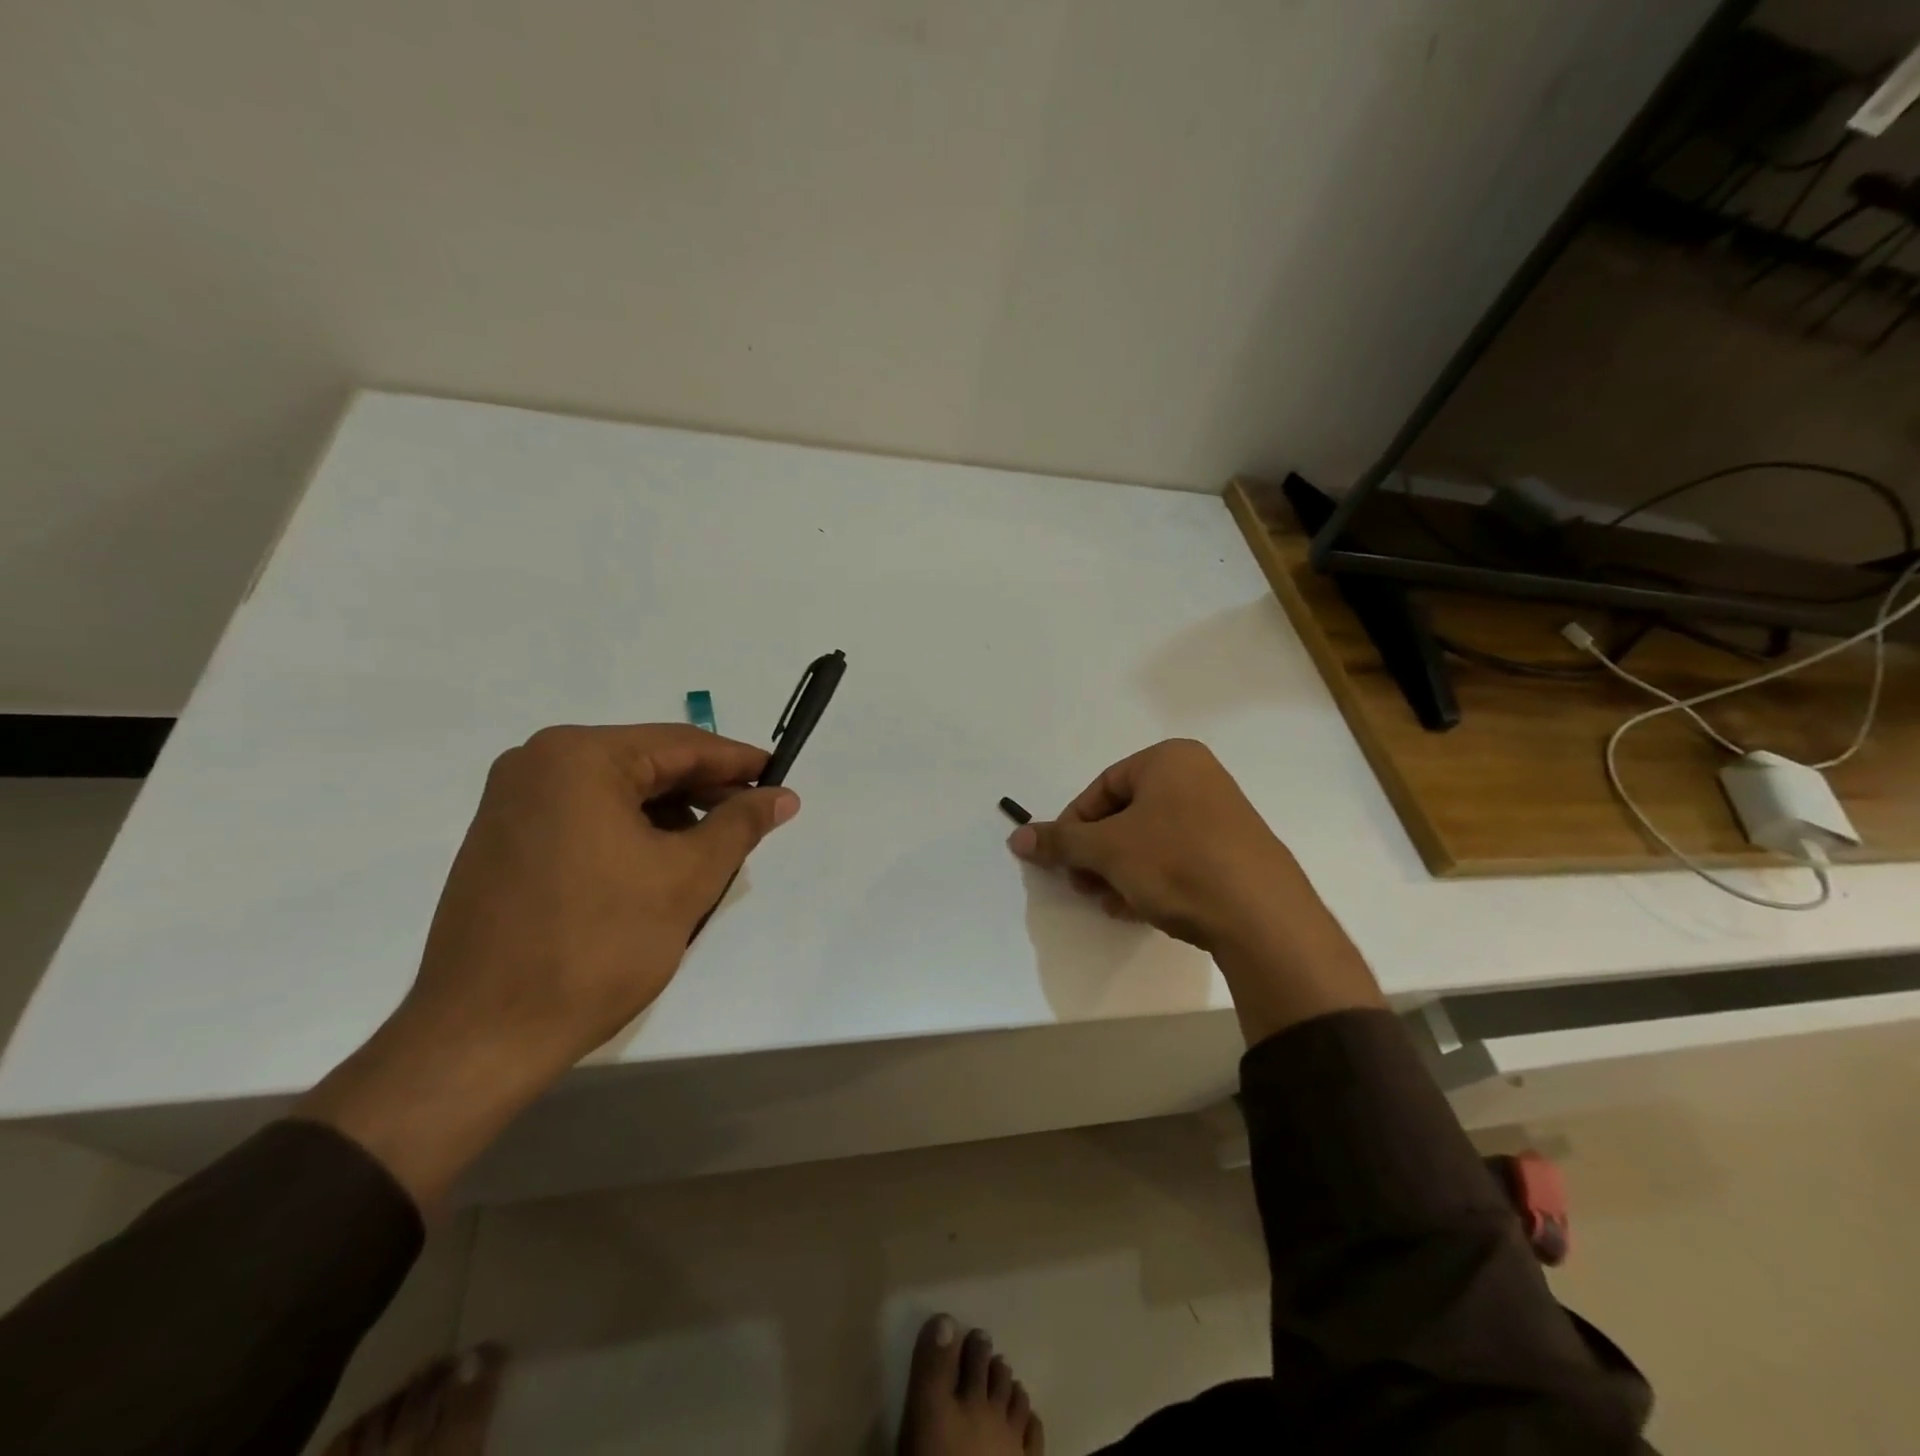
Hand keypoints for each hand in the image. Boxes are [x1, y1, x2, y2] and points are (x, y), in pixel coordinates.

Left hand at [298, 724, 797, 1210]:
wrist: (485, 1034)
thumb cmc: (598, 944)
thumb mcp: (687, 878)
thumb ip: (740, 824)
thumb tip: (782, 795)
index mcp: (579, 757)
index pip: (682, 745)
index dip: (739, 761)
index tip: (781, 778)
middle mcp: (537, 763)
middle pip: (647, 764)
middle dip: (705, 792)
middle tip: (753, 820)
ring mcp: (512, 802)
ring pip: (617, 792)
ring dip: (670, 815)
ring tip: (711, 853)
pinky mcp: (503, 839)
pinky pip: (585, 816)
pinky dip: (630, 832)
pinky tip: (659, 867)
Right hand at [1008, 739, 1380, 1042]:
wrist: (1261, 915)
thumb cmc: (1176, 862)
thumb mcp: (1107, 849)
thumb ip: (1059, 842)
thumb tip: (1017, 838)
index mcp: (1169, 759)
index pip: (1102, 787)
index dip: (1074, 825)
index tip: (1061, 859)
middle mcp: (1198, 778)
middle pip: (1126, 815)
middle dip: (1097, 854)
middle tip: (1082, 885)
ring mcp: (1221, 816)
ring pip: (1150, 841)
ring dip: (1119, 872)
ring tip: (1108, 903)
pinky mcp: (1235, 853)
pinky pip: (1178, 859)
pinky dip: (1151, 880)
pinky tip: (1136, 910)